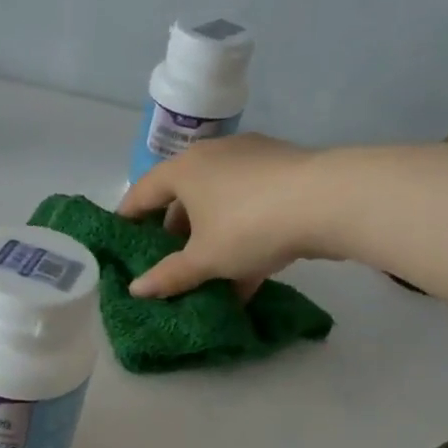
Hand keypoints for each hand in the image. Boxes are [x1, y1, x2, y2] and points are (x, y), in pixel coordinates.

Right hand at [117, 133, 335, 298]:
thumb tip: (136, 290)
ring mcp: (253, 161)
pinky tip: (245, 276)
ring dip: (209, 239)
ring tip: (206, 274)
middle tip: (166, 263)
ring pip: (218, 205)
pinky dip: (241, 238)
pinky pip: (249, 208)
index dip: (127, 218)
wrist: (329, 202)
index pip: (142, 193)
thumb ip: (169, 276)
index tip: (119, 240)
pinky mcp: (284, 173)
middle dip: (172, 234)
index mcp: (184, 170)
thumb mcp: (203, 259)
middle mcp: (214, 157)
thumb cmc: (248, 226)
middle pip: (182, 198)